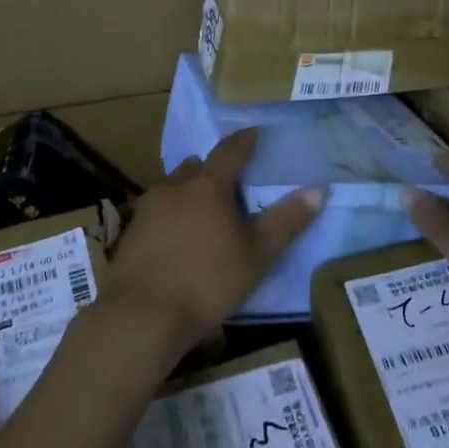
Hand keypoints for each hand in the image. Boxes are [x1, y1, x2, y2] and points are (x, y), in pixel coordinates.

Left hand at [106, 128, 323, 356]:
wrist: (141, 316)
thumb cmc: (207, 281)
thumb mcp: (257, 256)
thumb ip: (286, 221)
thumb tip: (318, 189)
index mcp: (208, 185)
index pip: (231, 151)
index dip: (245, 140)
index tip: (255, 132)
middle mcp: (175, 186)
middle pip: (197, 167)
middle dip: (213, 170)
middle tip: (230, 183)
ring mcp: (147, 208)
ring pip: (173, 187)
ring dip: (189, 192)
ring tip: (204, 211)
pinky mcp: (130, 232)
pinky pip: (157, 211)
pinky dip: (170, 215)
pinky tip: (177, 238)